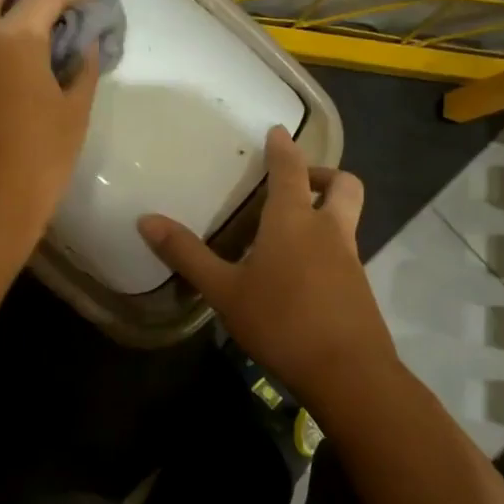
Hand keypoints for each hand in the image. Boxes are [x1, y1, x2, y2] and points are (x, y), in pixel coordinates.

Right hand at [139, 126, 394, 408]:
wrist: (348, 373)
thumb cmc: (280, 321)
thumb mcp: (223, 290)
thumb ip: (186, 255)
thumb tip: (145, 220)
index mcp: (293, 220)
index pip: (291, 169)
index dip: (284, 147)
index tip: (278, 131)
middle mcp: (328, 230)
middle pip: (343, 184)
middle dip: (323, 174)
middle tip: (296, 183)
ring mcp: (349, 259)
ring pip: (347, 217)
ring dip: (326, 210)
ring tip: (289, 230)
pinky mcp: (358, 287)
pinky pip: (345, 249)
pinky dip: (326, 245)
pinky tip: (299, 273)